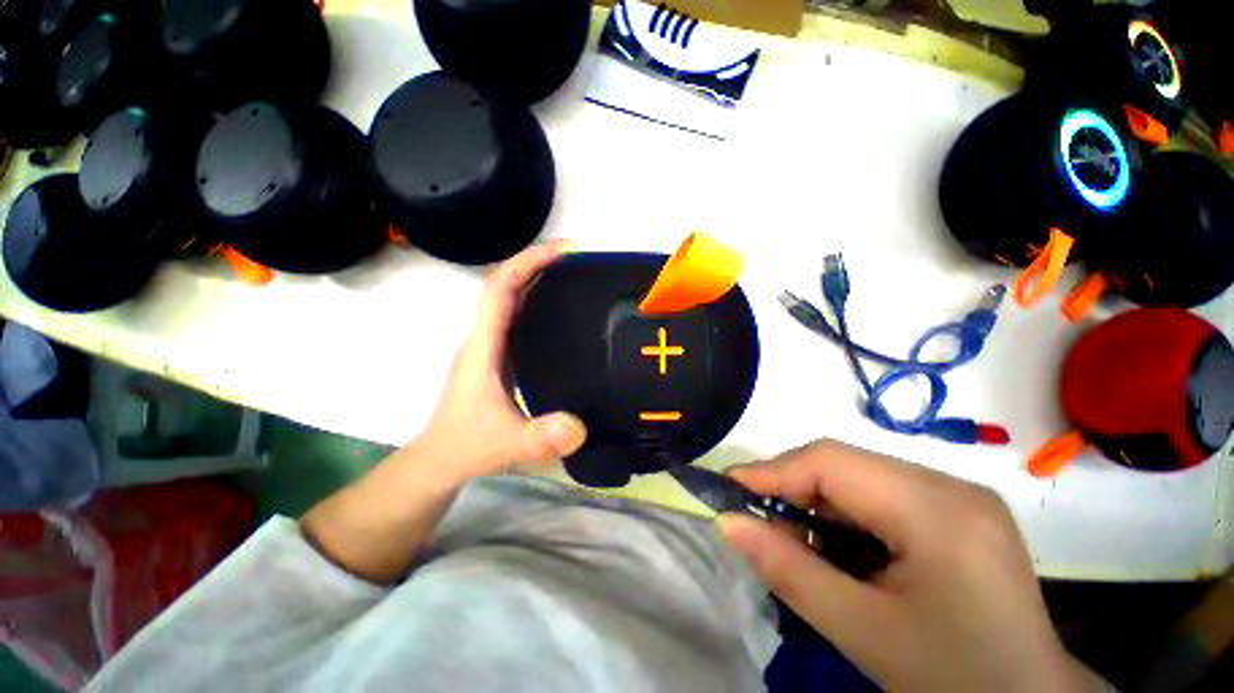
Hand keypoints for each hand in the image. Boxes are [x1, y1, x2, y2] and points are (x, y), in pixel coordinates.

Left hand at [416, 241, 586, 482]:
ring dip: (538, 280)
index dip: (528, 263)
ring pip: (512, 300)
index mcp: (483, 345)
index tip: (563, 251)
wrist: (441, 460)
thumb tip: (579, 427)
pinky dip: (538, 304)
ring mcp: (491, 347)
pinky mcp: (500, 358)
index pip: (500, 288)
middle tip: (579, 259)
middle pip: (506, 285)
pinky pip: (518, 319)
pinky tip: (563, 313)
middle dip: (538, 264)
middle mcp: (485, 337)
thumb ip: (539, 438)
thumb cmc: (467, 447)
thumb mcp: (506, 445)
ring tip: (575, 276)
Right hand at [718, 440, 1103, 691]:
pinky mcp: (956, 513)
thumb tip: (727, 523)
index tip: (727, 489)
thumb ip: (789, 571)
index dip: (771, 471)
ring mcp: (957, 497)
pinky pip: (879, 496)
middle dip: (791, 488)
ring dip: (816, 503)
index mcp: (937, 509)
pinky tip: (839, 549)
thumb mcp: (864, 632)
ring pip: (858, 478)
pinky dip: (844, 516)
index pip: (831, 462)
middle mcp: (950, 486)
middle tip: (755, 519)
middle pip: (844, 465)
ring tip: (794, 539)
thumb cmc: (954, 680)